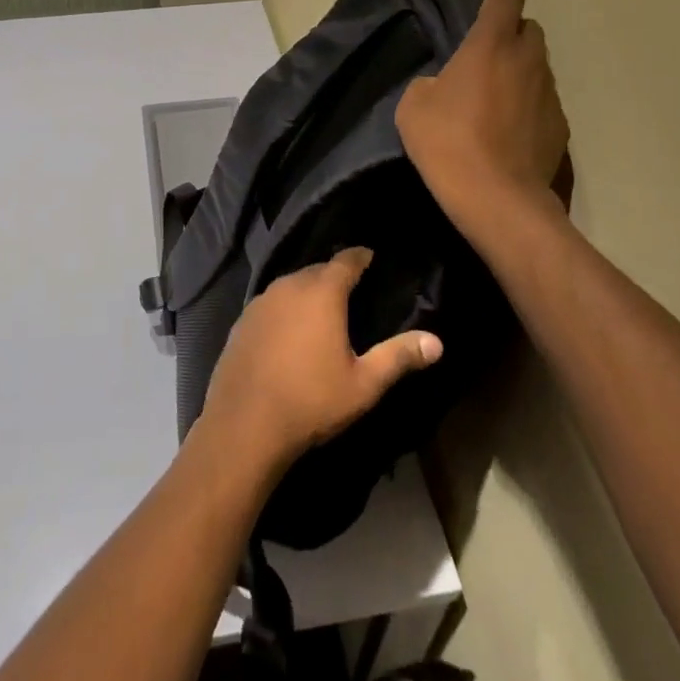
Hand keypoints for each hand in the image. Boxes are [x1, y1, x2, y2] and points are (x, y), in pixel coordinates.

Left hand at [193, 249, 443, 473]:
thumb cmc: (312, 401)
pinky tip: (290, 329)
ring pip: (291, 285)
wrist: (244, 424)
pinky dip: (285, 308)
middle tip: (353, 287)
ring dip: (308, 290)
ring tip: (323, 306)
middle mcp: (289, 286)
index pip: (345, 260)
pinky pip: (271, 303)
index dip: (361, 256)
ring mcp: (260, 302)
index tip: (371, 256)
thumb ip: (398, 357)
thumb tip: (437, 342)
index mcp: (321, 293)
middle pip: (317, 270)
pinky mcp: (242, 321)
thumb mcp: (364, 384)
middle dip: (335, 274)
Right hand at [397, 0, 568, 214]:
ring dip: (520, 69)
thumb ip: (430, 82)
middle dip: (512, 31)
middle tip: (488, 50)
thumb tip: (443, 86)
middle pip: (530, 29)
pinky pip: (543, 101)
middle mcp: (528, 60)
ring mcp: (549, 93)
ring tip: (496, 93)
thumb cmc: (448, 142)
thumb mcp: (414, 106)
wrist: (497, 198)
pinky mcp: (560, 126)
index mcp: (491, 45)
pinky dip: (528, 103)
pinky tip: (509, 128)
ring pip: (538, 66)